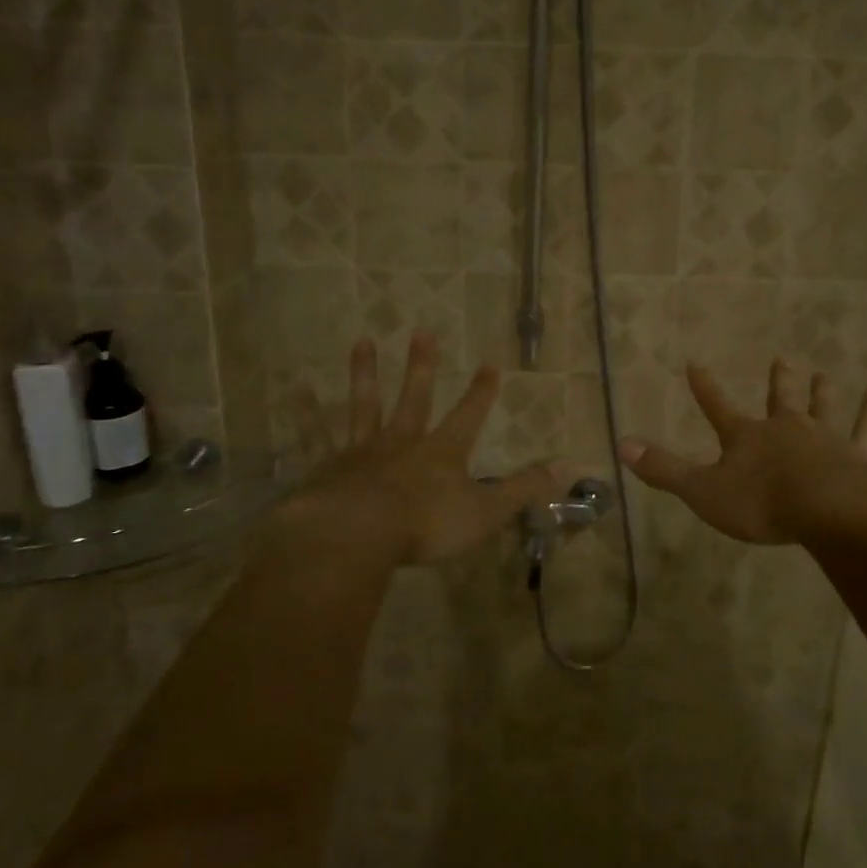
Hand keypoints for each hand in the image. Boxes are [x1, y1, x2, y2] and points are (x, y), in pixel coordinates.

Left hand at [285, 334, 561, 565]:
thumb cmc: (425, 525)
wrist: (356, 535)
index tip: (489, 363)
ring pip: (366, 405)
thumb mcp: (486, 511)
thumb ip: (525, 489)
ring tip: (363, 342)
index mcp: (441, 452)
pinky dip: (307, 414)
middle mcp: (403, 442)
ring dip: (366, 373)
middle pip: (414, 398)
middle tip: (422, 332)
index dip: (481, 392)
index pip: (468, 415)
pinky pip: (318, 435)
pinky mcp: (331, 467)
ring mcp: (363, 452)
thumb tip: (569, 465)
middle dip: (422, 367)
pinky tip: (297, 392)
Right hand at [619, 359, 866, 545]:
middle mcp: (785, 429)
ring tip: (823, 372)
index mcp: (746, 437)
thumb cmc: (762, 502)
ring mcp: (824, 438)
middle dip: (777, 380)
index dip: (704, 387)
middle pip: (778, 399)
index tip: (695, 363)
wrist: (829, 509)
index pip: (717, 407)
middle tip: (781, 357)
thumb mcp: (703, 491)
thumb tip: (621, 446)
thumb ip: (664, 470)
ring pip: (821, 407)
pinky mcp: (859, 452)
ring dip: (819, 391)